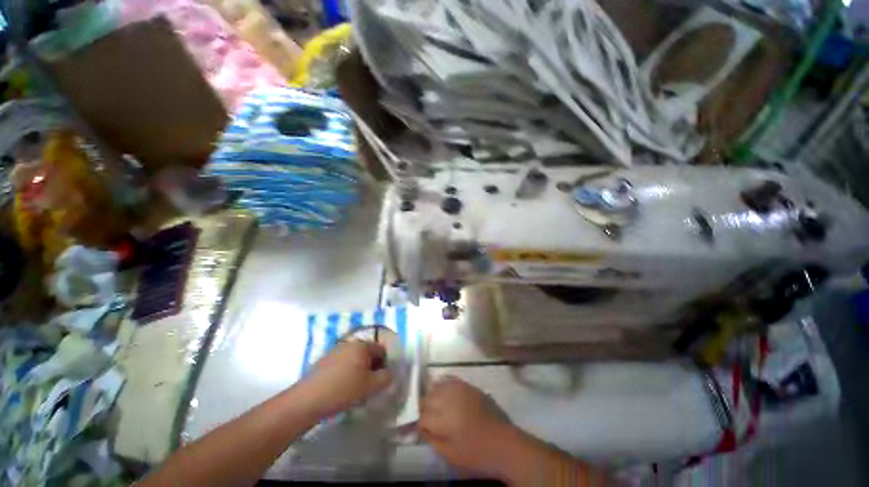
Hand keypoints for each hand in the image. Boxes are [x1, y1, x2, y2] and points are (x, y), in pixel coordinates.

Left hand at [303, 340, 392, 416]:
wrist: (307, 400)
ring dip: (358, 370)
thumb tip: (389, 373)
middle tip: (368, 385)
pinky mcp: (323, 360)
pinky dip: (345, 372)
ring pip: (354, 358)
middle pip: (367, 353)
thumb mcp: (371, 386)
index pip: (381, 350)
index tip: (379, 381)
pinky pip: (342, 363)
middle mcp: (350, 343)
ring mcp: (335, 350)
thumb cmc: (343, 390)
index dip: (384, 365)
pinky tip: (340, 388)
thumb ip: (386, 377)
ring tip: (354, 388)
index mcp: (362, 345)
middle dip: (371, 367)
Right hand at [419, 376, 530, 480]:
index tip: (414, 428)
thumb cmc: (477, 455)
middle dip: (422, 409)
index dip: (415, 422)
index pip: (420, 416)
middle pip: (426, 398)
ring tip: (433, 406)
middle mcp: (449, 399)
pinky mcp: (468, 385)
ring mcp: (459, 389)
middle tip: (425, 419)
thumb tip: (420, 428)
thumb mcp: (451, 455)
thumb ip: (432, 440)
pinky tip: (443, 392)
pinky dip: (442, 384)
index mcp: (443, 420)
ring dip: (431, 396)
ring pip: (436, 386)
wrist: (505, 443)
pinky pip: (449, 379)